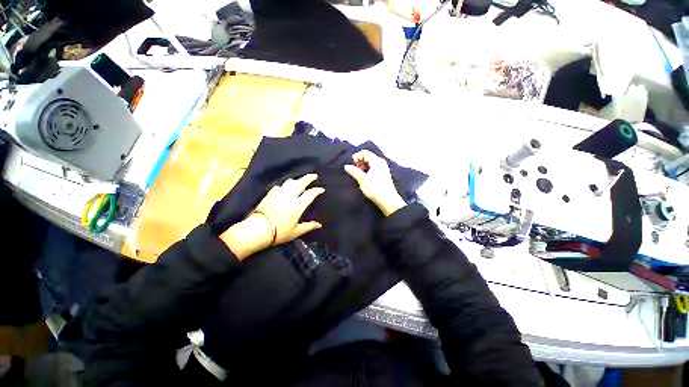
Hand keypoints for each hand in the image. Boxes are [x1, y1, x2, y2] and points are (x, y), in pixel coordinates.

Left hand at [220, 174, 323, 258]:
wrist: (257, 230)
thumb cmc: (279, 232)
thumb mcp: (296, 231)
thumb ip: (308, 226)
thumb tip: (319, 225)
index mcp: (298, 205)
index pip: (310, 194)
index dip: (317, 190)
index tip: (321, 189)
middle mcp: (290, 196)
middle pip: (301, 182)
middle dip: (309, 177)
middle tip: (314, 175)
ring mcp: (279, 193)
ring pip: (290, 182)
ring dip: (297, 180)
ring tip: (300, 181)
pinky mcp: (270, 194)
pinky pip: (279, 186)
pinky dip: (284, 186)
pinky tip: (284, 189)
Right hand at [344, 150, 406, 216]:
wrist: (388, 201)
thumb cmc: (375, 189)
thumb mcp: (362, 180)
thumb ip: (354, 171)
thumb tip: (346, 166)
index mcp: (377, 161)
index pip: (365, 153)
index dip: (356, 157)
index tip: (352, 165)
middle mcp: (381, 163)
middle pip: (368, 157)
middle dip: (359, 162)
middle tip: (355, 171)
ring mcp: (383, 169)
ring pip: (370, 163)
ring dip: (363, 167)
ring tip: (359, 175)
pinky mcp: (383, 175)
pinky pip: (373, 168)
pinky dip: (367, 171)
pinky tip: (364, 178)